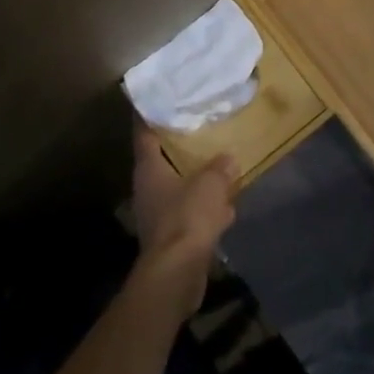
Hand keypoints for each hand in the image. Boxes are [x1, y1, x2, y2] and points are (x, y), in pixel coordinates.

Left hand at [130, 127, 236, 314]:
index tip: (158, 98)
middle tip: (199, 127)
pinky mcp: (172, 237)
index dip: (149, 116)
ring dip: (196, 180)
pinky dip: (205, 208)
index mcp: (149, 169)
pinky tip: (226, 207)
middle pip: (162, 160)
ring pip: (179, 187)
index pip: (144, 134)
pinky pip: (190, 213)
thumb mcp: (210, 185)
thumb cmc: (186, 218)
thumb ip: (220, 168)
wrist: (177, 274)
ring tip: (219, 165)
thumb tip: (228, 158)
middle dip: (180, 147)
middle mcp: (148, 189)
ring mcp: (158, 214)